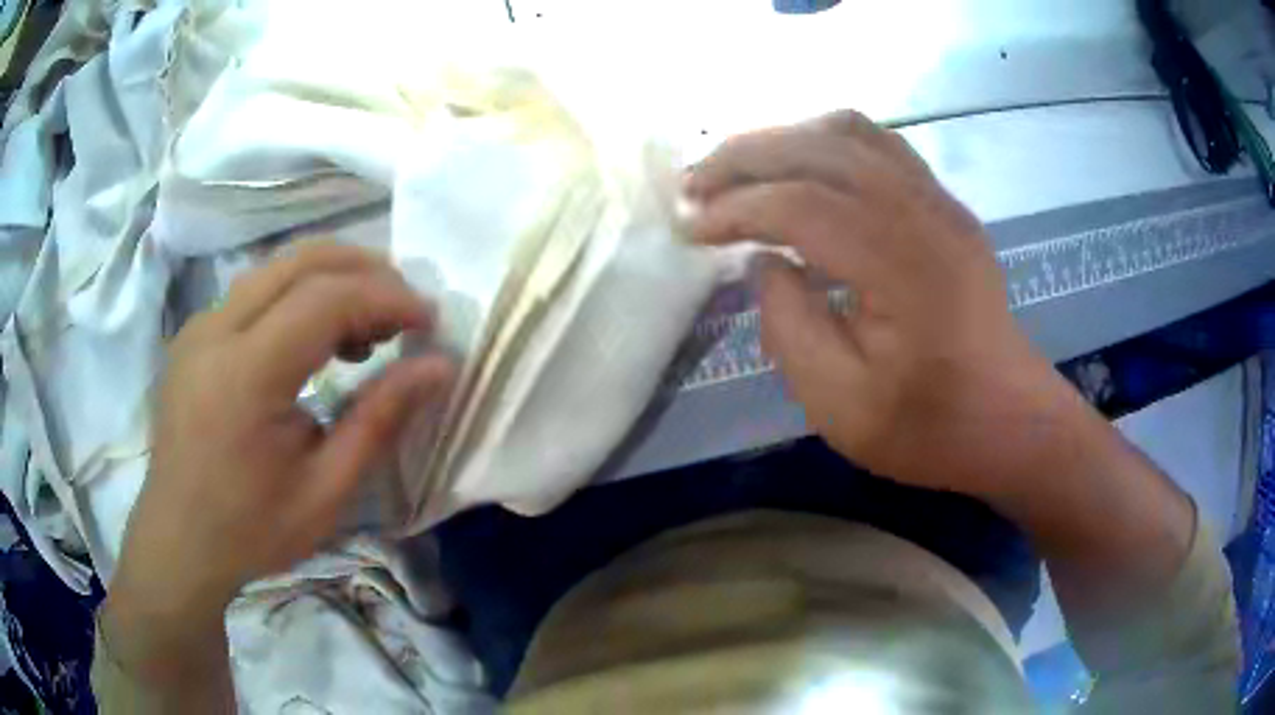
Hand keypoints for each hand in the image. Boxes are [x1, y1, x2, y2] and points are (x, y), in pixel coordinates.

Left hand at [104, 242, 452, 672]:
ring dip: (332, 281)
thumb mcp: (326, 491)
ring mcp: (199, 327)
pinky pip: (255, 291)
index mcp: (245, 375)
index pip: (325, 298)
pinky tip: (315, 342)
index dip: (386, 297)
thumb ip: (380, 419)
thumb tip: (439, 367)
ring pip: (277, 268)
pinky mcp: (194, 335)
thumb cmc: (252, 530)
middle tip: (403, 313)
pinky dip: (298, 297)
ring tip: (366, 330)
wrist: (178, 543)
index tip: (428, 322)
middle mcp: (216, 331)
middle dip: (365, 272)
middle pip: (301, 261)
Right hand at [688, 111, 1074, 497]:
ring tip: (737, 169)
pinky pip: (878, 144)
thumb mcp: (842, 406)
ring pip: (849, 131)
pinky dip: (825, 141)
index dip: (734, 209)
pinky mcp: (945, 204)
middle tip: (693, 185)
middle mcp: (922, 211)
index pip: (800, 204)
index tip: (690, 230)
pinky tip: (800, 167)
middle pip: (819, 148)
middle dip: (743, 157)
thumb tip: (764, 262)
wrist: (1012, 421)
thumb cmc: (931, 426)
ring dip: (783, 139)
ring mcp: (939, 199)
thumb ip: (789, 327)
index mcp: (901, 264)